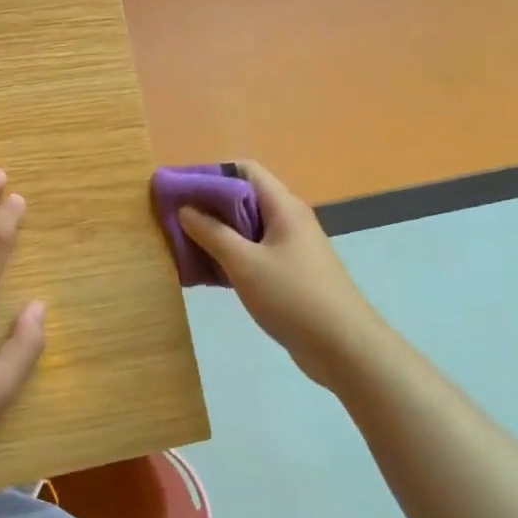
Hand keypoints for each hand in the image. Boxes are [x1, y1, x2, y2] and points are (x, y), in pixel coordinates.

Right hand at [176, 160, 374, 390]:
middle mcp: (288, 219)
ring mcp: (291, 247)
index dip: (210, 174)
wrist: (344, 347)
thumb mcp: (244, 263)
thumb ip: (212, 233)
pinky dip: (230, 256)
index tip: (179, 190)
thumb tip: (185, 209)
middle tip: (173, 220)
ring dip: (216, 233)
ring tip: (183, 246)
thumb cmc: (293, 297)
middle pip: (243, 198)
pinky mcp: (290, 273)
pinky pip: (254, 253)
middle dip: (207, 205)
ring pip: (247, 228)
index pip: (244, 170)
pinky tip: (207, 272)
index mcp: (282, 207)